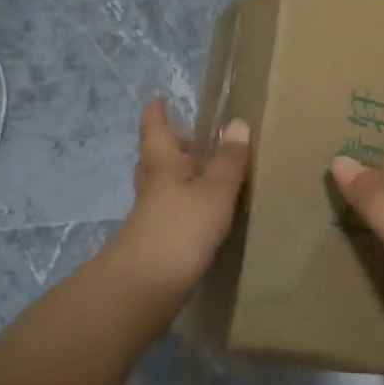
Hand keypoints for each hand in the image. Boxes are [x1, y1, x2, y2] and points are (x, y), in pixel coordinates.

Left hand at [108, 98, 250, 306]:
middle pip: (154, 158)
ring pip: (161, 185)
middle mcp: (152, 185)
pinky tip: (200, 212)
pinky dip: (183, 203)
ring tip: (199, 172)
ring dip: (176, 176)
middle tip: (184, 134)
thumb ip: (228, 160)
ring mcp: (150, 215)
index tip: (157, 99)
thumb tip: (237, 123)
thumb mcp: (215, 190)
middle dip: (167, 145)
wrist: (146, 285)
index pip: (156, 130)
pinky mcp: (156, 241)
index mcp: (162, 164)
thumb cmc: (182, 227)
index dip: (156, 114)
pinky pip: (170, 211)